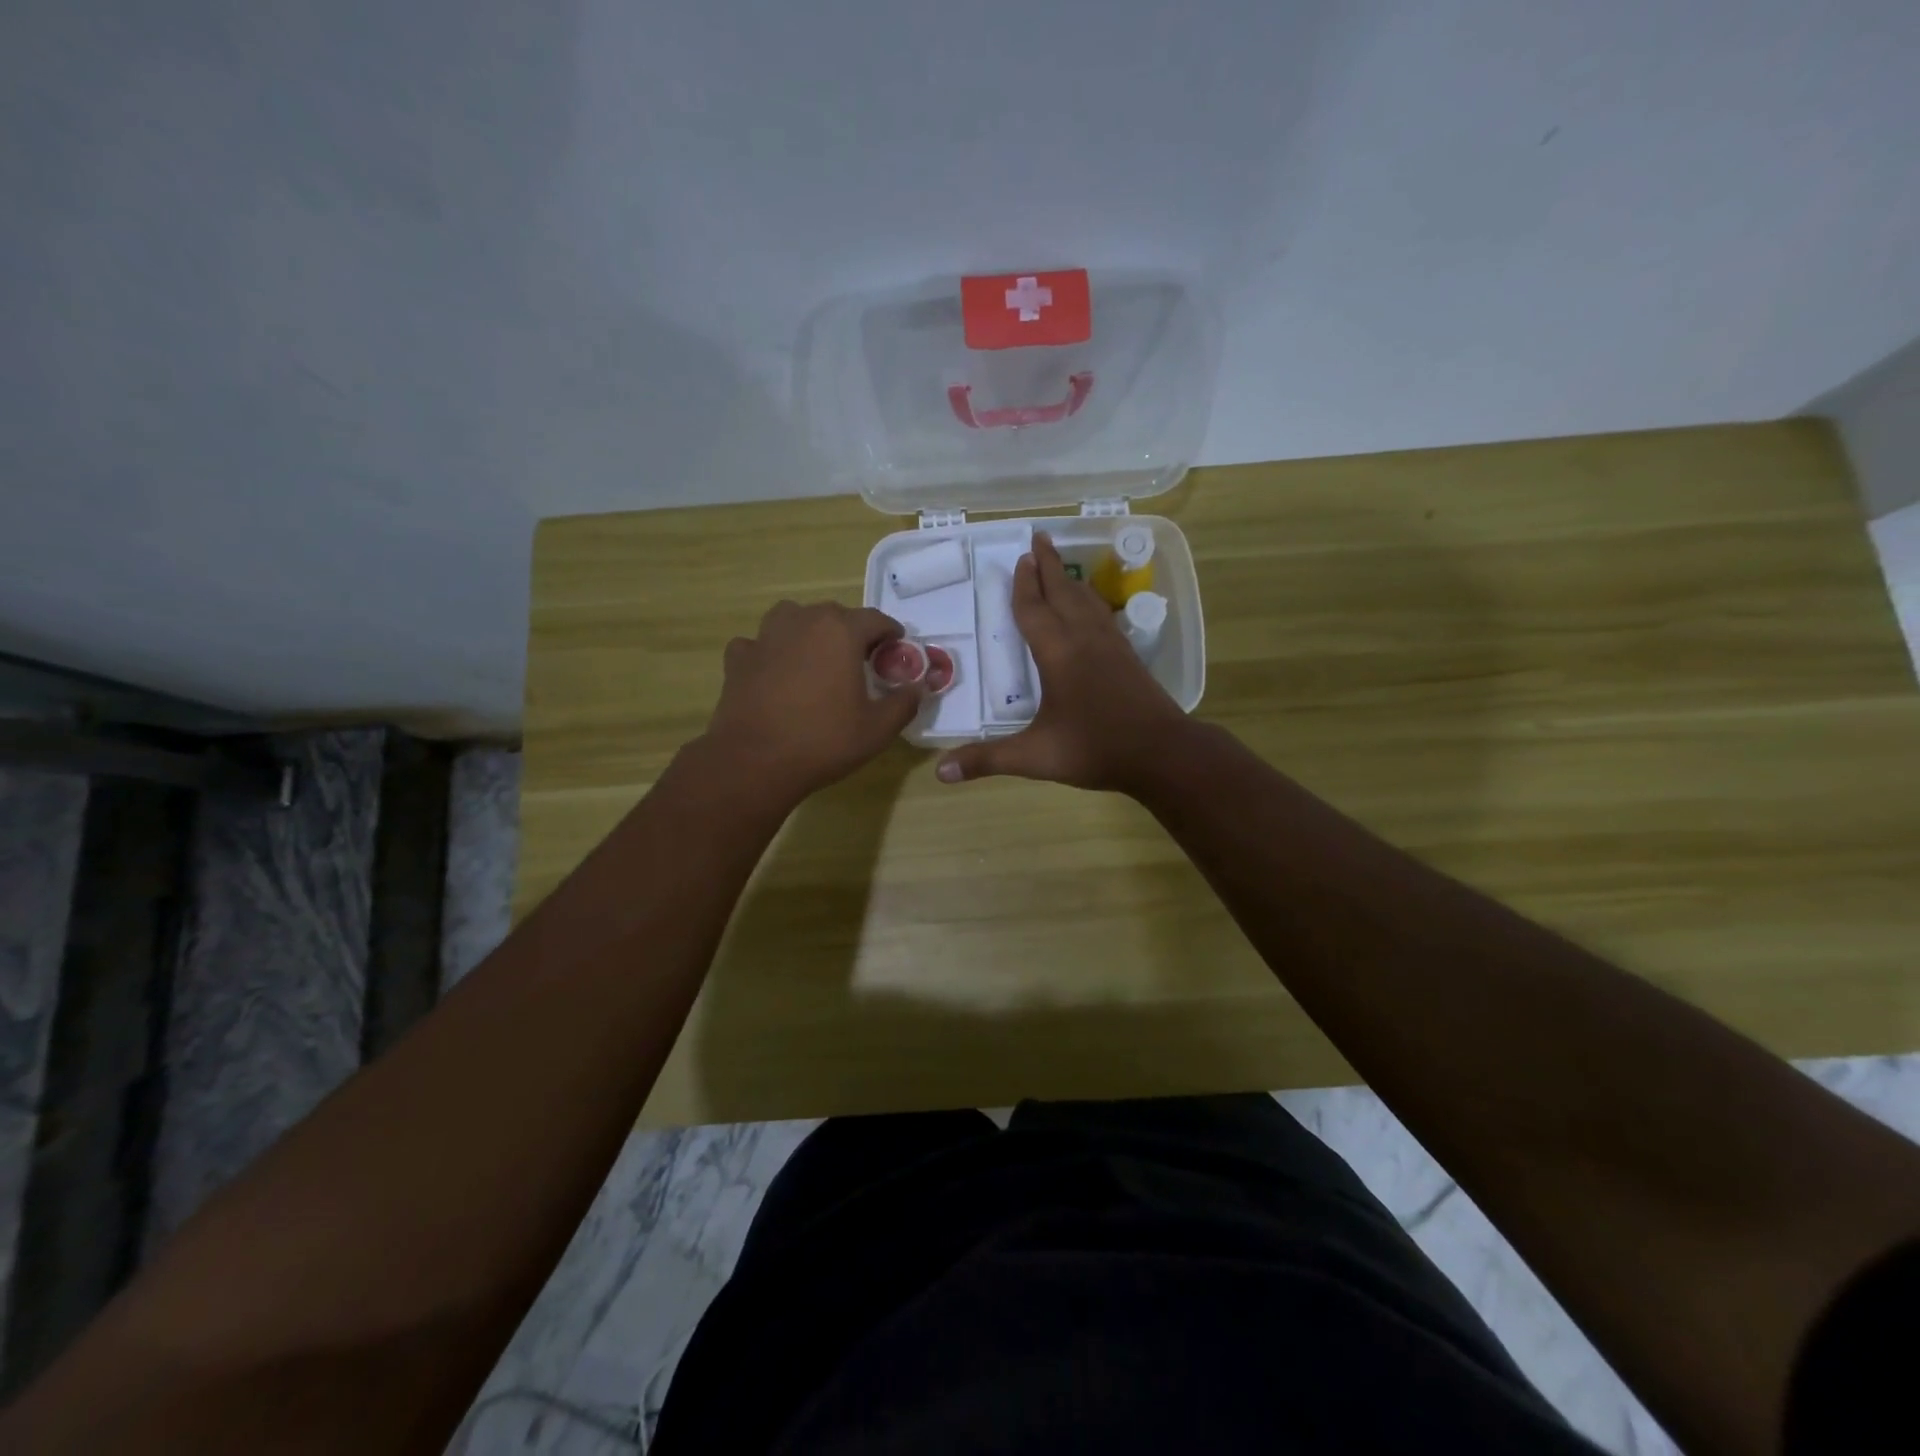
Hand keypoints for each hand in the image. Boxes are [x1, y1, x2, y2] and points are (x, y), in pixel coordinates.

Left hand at [703, 601, 922, 803]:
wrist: (755, 761)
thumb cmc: (824, 740)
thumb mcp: (878, 729)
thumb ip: (904, 702)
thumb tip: (917, 688)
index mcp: (841, 632)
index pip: (875, 619)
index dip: (890, 632)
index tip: (897, 647)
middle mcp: (803, 622)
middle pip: (834, 614)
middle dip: (851, 631)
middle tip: (860, 659)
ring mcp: (766, 637)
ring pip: (793, 618)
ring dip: (808, 630)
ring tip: (816, 656)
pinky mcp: (739, 658)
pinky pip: (759, 643)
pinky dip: (770, 652)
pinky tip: (774, 672)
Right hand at [935, 533, 1189, 793]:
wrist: (1162, 753)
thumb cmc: (1096, 750)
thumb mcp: (1036, 756)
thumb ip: (988, 759)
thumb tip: (941, 773)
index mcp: (1058, 654)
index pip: (1034, 610)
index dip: (1024, 585)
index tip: (1021, 558)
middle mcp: (1084, 639)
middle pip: (1063, 592)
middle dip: (1049, 565)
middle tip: (1039, 538)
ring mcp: (1111, 644)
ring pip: (1086, 600)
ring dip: (1069, 579)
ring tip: (1060, 565)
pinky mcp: (1128, 655)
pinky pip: (1103, 614)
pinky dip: (1090, 600)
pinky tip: (1091, 607)